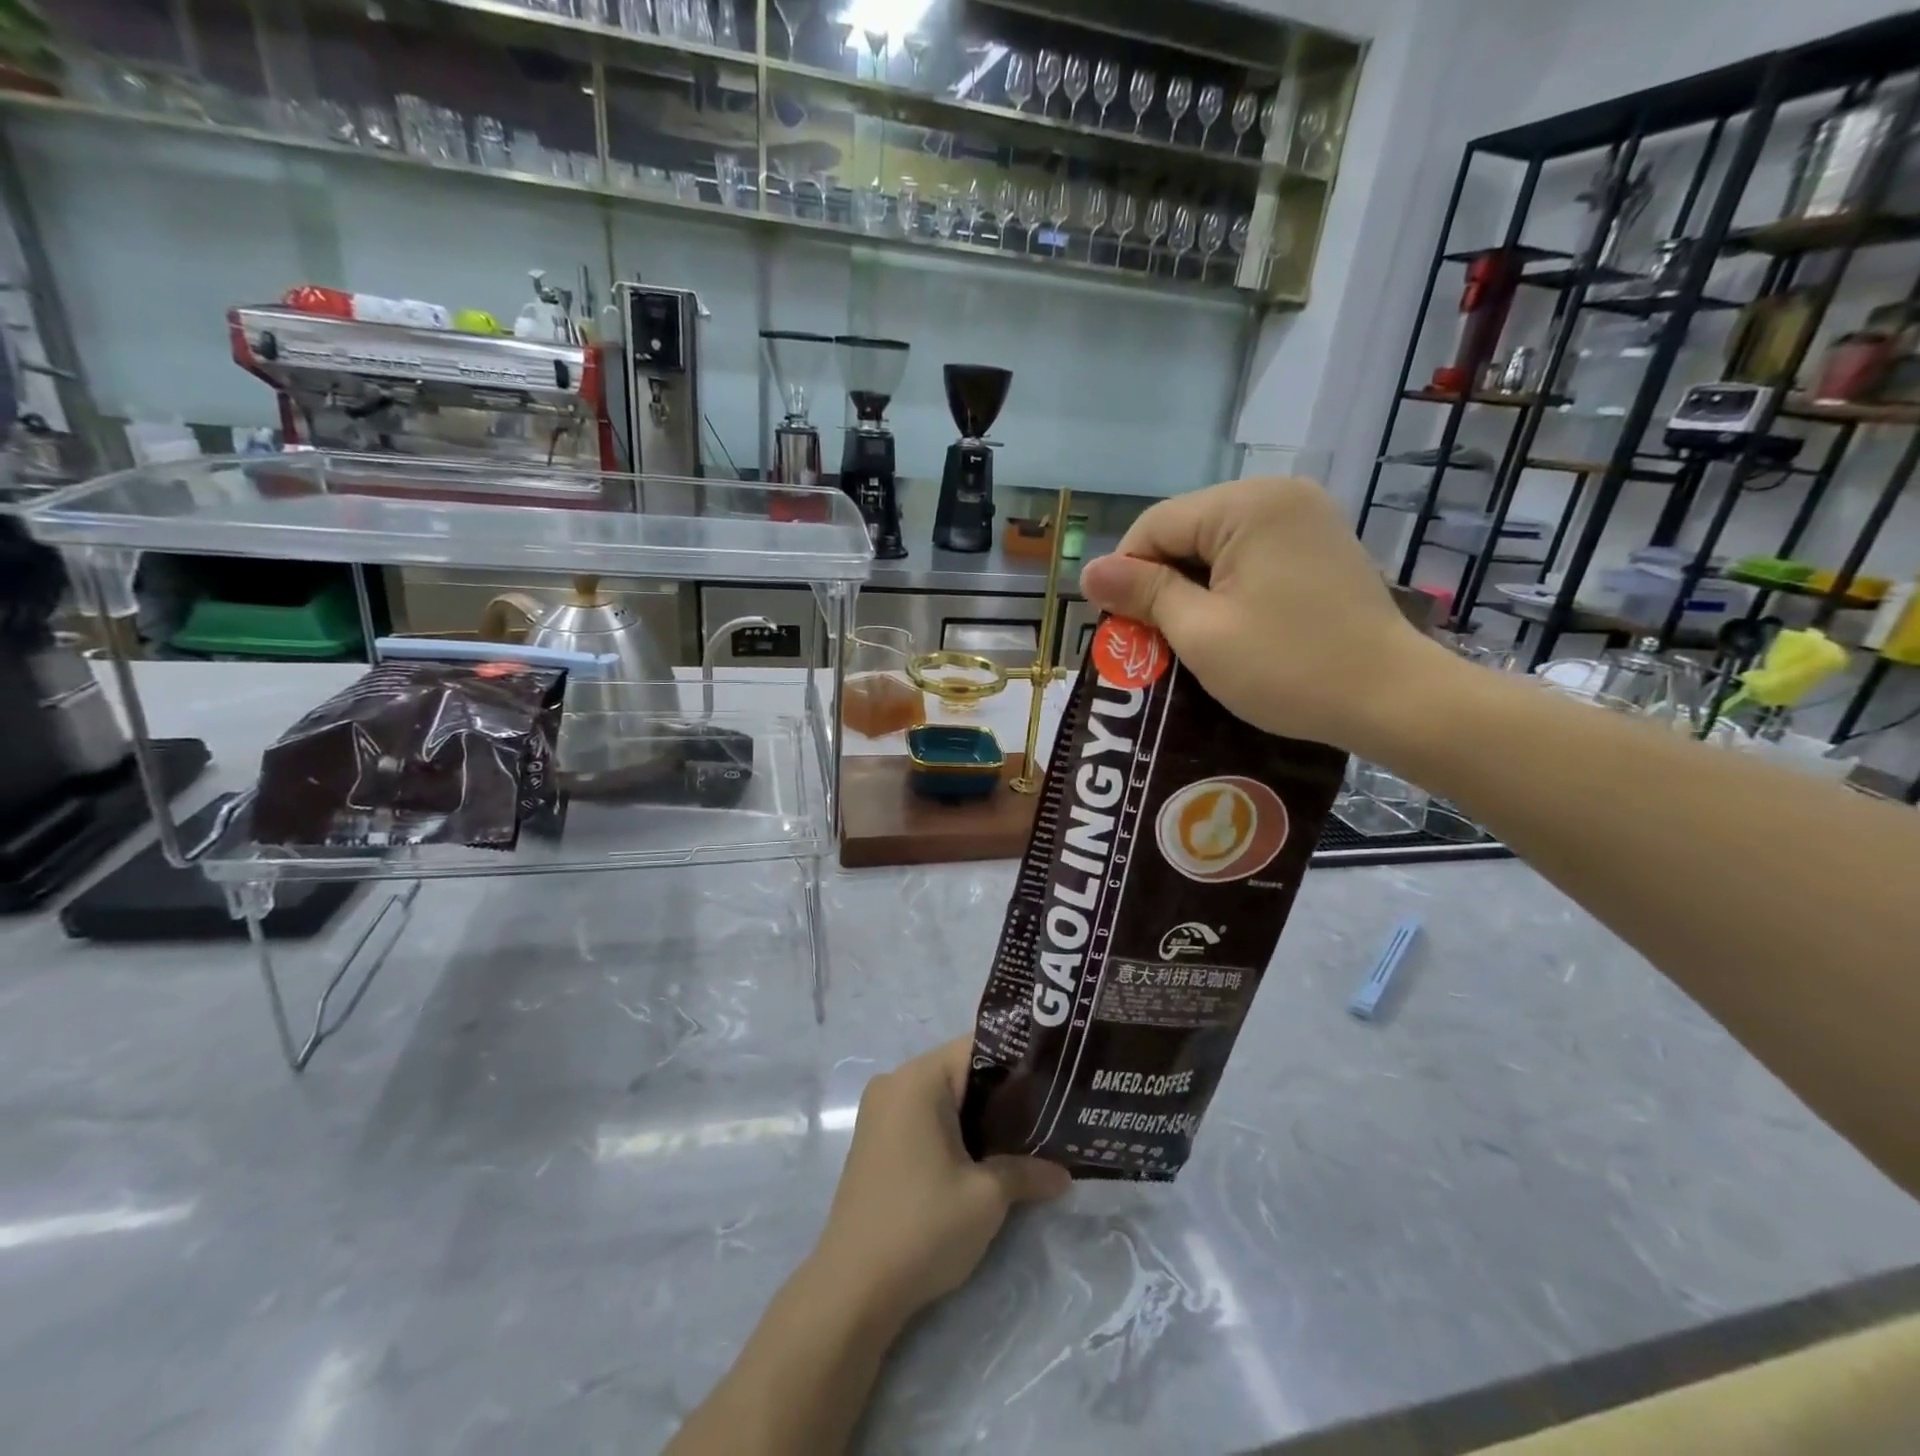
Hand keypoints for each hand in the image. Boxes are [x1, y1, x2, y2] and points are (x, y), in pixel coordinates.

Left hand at [811, 1038, 1070, 1324]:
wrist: (852, 1289)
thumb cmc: (922, 1226)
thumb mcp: (986, 1198)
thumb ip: (1026, 1173)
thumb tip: (1064, 1175)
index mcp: (918, 1078)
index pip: (978, 1047)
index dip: (1019, 1061)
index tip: (1054, 1081)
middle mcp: (895, 1083)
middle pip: (960, 1072)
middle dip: (1003, 1094)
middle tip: (1049, 1113)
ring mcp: (880, 1112)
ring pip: (943, 1098)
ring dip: (979, 1117)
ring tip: (1026, 1137)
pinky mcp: (875, 1142)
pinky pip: (924, 1119)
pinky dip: (953, 1132)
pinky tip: (984, 1159)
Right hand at [1078, 476, 1449, 752]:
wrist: (1393, 699)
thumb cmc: (1289, 668)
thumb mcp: (1201, 633)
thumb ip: (1144, 594)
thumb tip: (1088, 571)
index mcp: (1247, 505)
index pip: (1155, 525)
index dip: (1125, 575)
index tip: (1119, 627)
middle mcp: (1278, 495)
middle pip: (1186, 531)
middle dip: (1160, 582)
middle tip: (1151, 639)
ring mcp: (1305, 518)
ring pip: (1216, 545)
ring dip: (1191, 588)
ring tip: (1186, 637)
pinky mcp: (1319, 546)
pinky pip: (1250, 556)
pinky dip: (1226, 588)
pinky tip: (1226, 625)